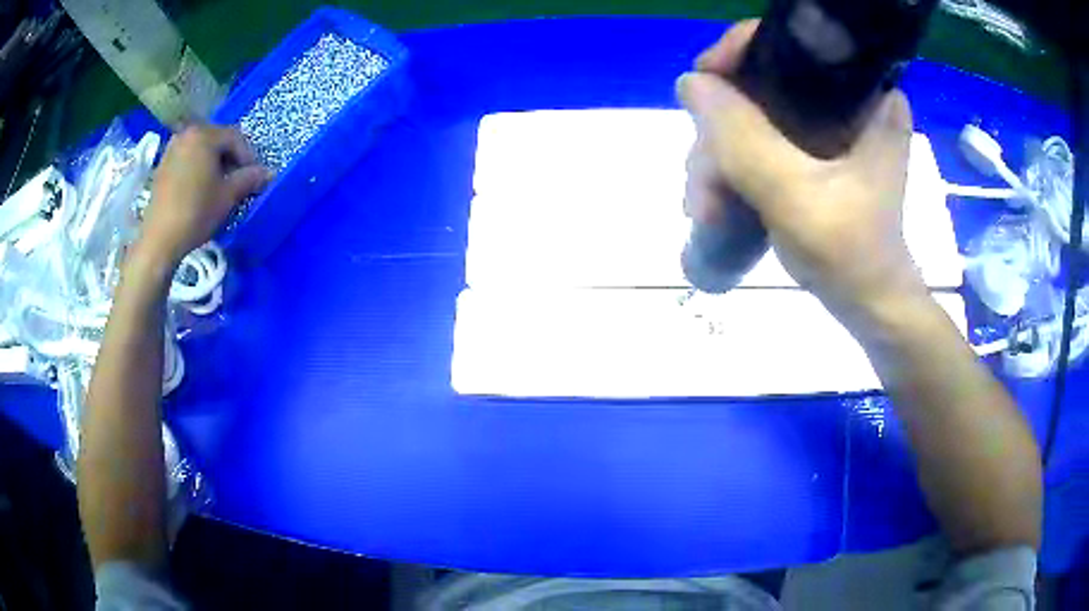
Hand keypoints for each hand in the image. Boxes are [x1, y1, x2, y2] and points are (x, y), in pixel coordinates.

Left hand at [137, 125, 269, 267]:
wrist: (160, 240)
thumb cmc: (196, 212)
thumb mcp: (228, 195)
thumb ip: (249, 178)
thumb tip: (269, 173)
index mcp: (204, 134)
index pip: (235, 138)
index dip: (248, 157)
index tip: (255, 177)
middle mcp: (186, 134)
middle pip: (217, 140)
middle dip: (230, 158)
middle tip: (238, 180)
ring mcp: (171, 149)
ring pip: (201, 150)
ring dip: (213, 163)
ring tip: (219, 184)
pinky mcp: (162, 166)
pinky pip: (187, 159)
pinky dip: (197, 168)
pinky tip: (200, 188)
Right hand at [678, 20, 926, 316]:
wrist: (870, 305)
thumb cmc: (849, 254)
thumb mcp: (793, 193)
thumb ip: (741, 137)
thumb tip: (689, 83)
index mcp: (865, 96)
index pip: (792, 41)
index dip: (740, 53)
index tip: (705, 86)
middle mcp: (850, 101)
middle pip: (764, 82)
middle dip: (722, 130)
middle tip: (703, 183)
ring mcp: (832, 127)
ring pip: (757, 114)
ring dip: (721, 157)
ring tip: (704, 208)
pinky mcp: (819, 152)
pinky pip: (763, 138)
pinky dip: (736, 165)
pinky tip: (715, 200)